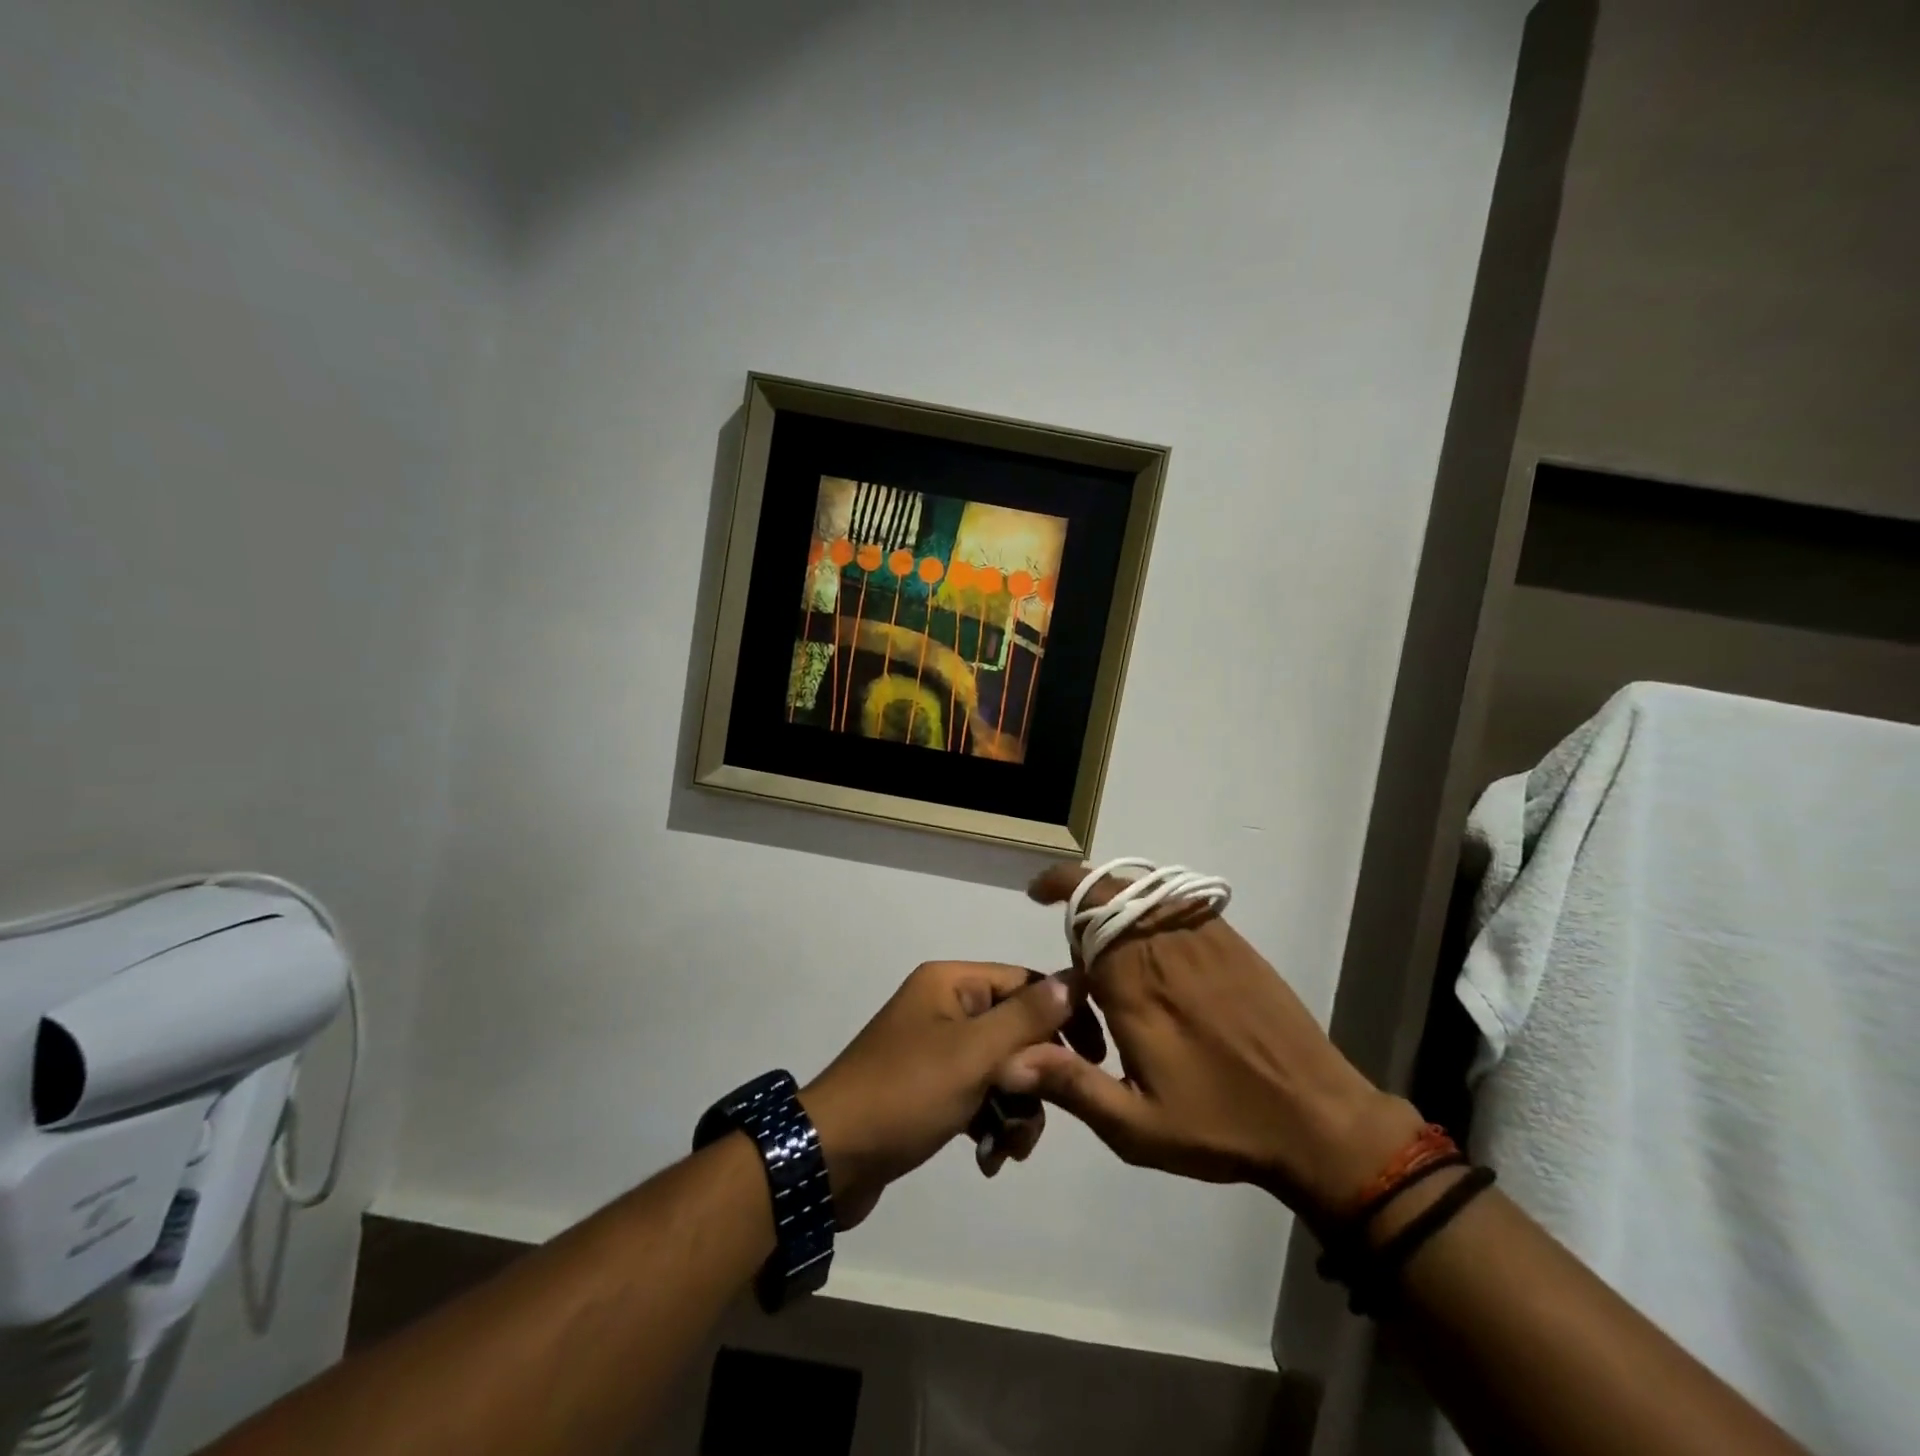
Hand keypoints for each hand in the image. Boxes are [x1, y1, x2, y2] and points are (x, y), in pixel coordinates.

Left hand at [800, 961, 1074, 1227]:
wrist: (831, 1159)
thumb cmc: (905, 1094)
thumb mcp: (973, 1054)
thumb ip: (1026, 1018)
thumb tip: (1073, 977)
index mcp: (952, 984)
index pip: (1026, 982)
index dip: (1063, 1015)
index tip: (1095, 1056)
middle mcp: (946, 1007)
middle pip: (1016, 1031)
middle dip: (1033, 1079)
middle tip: (1036, 1115)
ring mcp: (937, 1049)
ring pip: (1002, 1070)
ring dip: (1015, 1110)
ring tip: (1007, 1148)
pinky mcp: (931, 1089)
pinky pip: (979, 1095)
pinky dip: (990, 1123)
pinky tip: (987, 1158)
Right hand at [1002, 865, 1424, 1225]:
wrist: (1316, 1119)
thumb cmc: (1220, 1124)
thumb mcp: (1136, 1127)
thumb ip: (1071, 1086)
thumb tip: (1008, 1059)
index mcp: (1133, 984)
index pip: (1084, 910)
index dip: (1058, 894)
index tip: (1037, 899)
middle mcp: (1164, 946)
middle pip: (1112, 888)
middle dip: (1080, 890)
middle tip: (1068, 926)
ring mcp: (1203, 938)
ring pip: (1146, 888)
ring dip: (1115, 895)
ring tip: (1106, 932)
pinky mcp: (1233, 943)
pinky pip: (1180, 900)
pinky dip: (1153, 904)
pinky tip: (1155, 941)